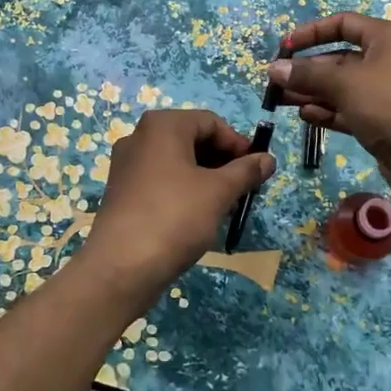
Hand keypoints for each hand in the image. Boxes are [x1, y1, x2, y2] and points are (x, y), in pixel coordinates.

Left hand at [81, 108, 275, 299]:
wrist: (121, 267)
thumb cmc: (175, 217)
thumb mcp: (219, 192)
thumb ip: (246, 171)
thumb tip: (268, 159)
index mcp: (162, 126)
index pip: (211, 122)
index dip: (238, 144)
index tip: (257, 169)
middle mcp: (140, 137)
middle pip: (193, 139)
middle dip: (223, 162)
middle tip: (244, 189)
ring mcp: (127, 165)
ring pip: (178, 161)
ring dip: (206, 178)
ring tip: (226, 205)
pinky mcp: (122, 191)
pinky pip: (161, 180)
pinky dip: (184, 190)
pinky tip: (199, 216)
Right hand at [269, 12, 390, 210]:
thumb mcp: (345, 83)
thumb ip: (307, 74)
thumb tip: (273, 69)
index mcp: (387, 38)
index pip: (344, 24)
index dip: (312, 32)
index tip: (285, 48)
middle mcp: (387, 60)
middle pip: (339, 58)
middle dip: (307, 69)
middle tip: (275, 83)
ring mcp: (385, 93)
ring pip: (341, 87)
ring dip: (312, 92)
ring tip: (281, 101)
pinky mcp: (382, 121)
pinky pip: (348, 109)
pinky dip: (327, 111)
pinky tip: (304, 116)